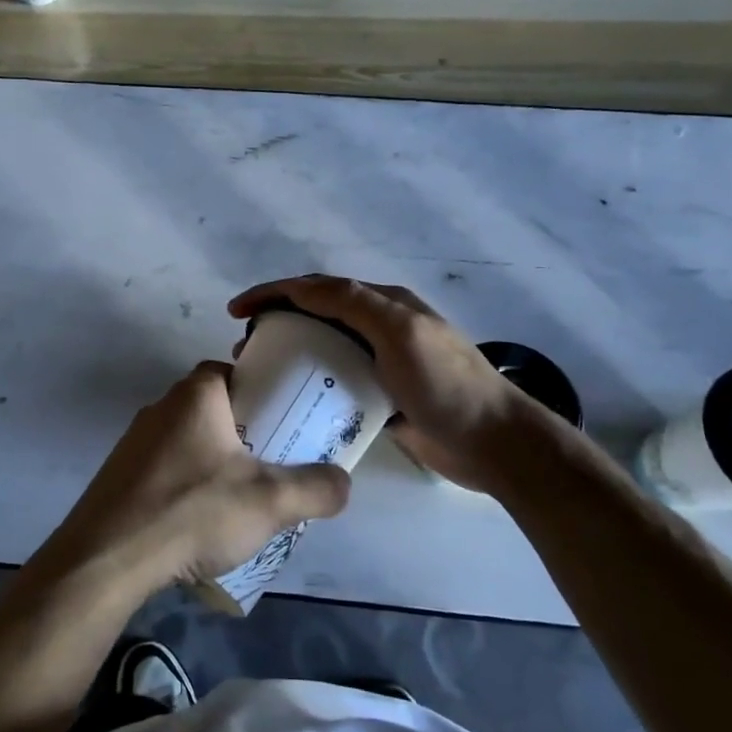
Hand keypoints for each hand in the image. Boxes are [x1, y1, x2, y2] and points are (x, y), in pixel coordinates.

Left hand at [41, 362, 350, 598]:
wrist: (107, 558)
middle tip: (272, 465)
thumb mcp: (269, 501)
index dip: (262, 391)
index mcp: (195, 394)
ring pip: (189, 440)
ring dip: (214, 462)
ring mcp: (134, 441)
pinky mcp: (119, 475)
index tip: (284, 421)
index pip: (234, 371)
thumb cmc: (192, 511)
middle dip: (244, 433)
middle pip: (214, 408)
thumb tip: (344, 483)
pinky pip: (165, 468)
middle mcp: (161, 406)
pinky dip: (186, 485)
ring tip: (240, 499)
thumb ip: (315, 489)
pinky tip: (198, 521)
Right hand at [229, 275, 548, 491]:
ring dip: (289, 354)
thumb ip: (356, 304)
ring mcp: (381, 364)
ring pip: (324, 350)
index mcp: (384, 304)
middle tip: (245, 346)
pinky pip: (336, 384)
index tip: (238, 310)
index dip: (275, 292)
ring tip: (259, 373)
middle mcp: (380, 328)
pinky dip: (310, 385)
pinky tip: (290, 401)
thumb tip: (304, 287)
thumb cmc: (445, 384)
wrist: (493, 444)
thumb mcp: (401, 332)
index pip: (319, 287)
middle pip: (317, 315)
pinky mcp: (381, 398)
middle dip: (276, 321)